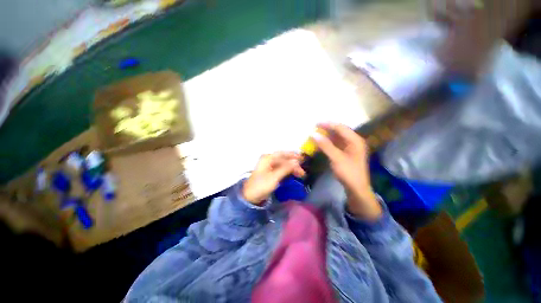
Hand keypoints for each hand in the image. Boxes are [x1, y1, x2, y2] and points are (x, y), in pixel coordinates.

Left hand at [242, 152, 305, 204]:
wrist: (250, 196)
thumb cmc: (261, 185)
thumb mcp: (274, 177)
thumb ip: (286, 168)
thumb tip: (296, 161)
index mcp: (267, 158)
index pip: (282, 154)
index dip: (293, 155)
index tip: (302, 159)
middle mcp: (268, 160)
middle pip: (283, 159)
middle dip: (293, 164)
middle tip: (302, 171)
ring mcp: (268, 166)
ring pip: (282, 164)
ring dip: (291, 168)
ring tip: (300, 174)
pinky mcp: (269, 172)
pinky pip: (280, 169)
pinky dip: (287, 171)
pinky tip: (292, 174)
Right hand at [313, 123, 381, 219]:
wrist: (356, 188)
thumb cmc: (349, 173)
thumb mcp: (336, 158)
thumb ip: (325, 145)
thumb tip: (313, 134)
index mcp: (355, 140)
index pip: (340, 128)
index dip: (328, 124)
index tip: (316, 123)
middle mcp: (354, 141)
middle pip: (339, 131)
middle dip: (327, 129)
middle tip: (315, 128)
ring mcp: (350, 147)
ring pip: (337, 138)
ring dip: (327, 136)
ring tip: (316, 134)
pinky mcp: (346, 153)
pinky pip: (336, 144)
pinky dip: (328, 143)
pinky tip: (321, 143)